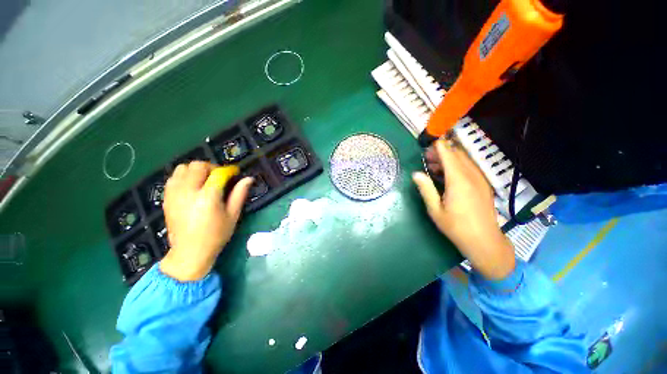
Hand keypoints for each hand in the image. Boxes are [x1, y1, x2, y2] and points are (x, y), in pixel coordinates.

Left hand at [160, 161, 252, 280]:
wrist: (189, 252)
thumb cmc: (216, 235)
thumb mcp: (233, 215)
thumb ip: (239, 194)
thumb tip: (249, 178)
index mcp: (208, 197)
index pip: (218, 173)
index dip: (229, 170)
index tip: (235, 172)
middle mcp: (188, 192)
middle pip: (198, 166)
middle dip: (211, 167)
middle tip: (220, 177)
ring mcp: (174, 194)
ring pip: (182, 168)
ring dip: (196, 170)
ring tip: (205, 180)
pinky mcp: (166, 198)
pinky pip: (173, 177)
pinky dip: (184, 176)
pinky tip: (192, 186)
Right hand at [413, 140, 514, 279]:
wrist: (484, 241)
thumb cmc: (456, 227)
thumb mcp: (435, 210)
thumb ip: (426, 189)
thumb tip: (416, 174)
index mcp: (458, 181)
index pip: (449, 155)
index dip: (438, 146)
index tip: (428, 142)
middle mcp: (471, 176)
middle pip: (457, 154)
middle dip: (442, 151)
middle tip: (427, 156)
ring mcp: (480, 179)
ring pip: (464, 160)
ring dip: (449, 158)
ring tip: (434, 165)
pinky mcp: (483, 184)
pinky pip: (469, 168)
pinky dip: (457, 165)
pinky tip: (447, 174)